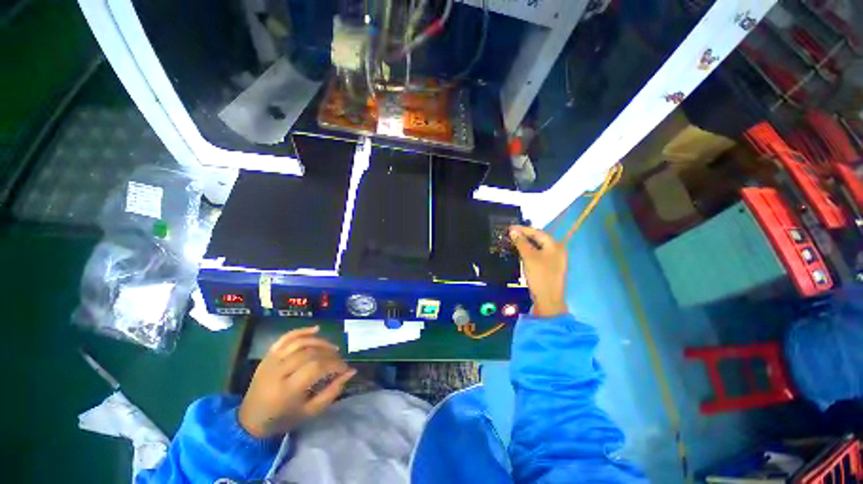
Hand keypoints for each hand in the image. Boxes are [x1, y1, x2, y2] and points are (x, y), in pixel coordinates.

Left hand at [238, 326, 356, 437]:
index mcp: (286, 390)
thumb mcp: (310, 412)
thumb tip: (351, 372)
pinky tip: (316, 330)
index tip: (345, 369)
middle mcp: (277, 372)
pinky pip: (286, 337)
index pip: (316, 367)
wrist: (250, 420)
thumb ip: (332, 391)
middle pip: (310, 353)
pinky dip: (302, 331)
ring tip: (332, 348)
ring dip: (320, 342)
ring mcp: (271, 361)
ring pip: (300, 342)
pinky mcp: (268, 356)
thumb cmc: (283, 419)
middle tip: (339, 360)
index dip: (335, 365)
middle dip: (329, 354)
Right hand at [509, 226, 567, 317]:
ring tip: (513, 241)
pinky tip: (521, 252)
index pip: (537, 232)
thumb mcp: (528, 257)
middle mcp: (557, 249)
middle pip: (539, 238)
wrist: (548, 299)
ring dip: (526, 243)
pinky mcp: (550, 266)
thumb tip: (513, 231)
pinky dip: (529, 251)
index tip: (509, 228)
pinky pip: (539, 254)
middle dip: (524, 236)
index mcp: (554, 245)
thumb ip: (521, 242)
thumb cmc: (539, 275)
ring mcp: (555, 259)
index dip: (522, 229)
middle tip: (510, 234)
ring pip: (538, 246)